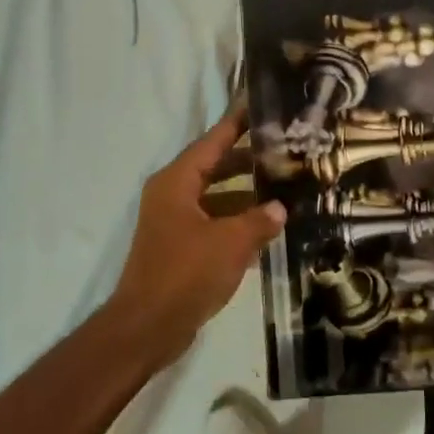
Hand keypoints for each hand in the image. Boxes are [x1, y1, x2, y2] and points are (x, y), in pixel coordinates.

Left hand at [103, 110, 285, 364]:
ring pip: (216, 197)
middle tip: (285, 151)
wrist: (148, 326)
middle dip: (249, 161)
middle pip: (215, 167)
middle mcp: (172, 194)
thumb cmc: (186, 274)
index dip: (237, 124)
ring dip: (246, 194)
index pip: (212, 142)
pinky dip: (236, 221)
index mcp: (176, 182)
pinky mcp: (180, 247)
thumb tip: (280, 208)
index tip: (260, 107)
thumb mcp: (231, 243)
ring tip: (284, 188)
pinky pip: (213, 222)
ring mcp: (174, 222)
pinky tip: (266, 227)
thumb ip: (259, 220)